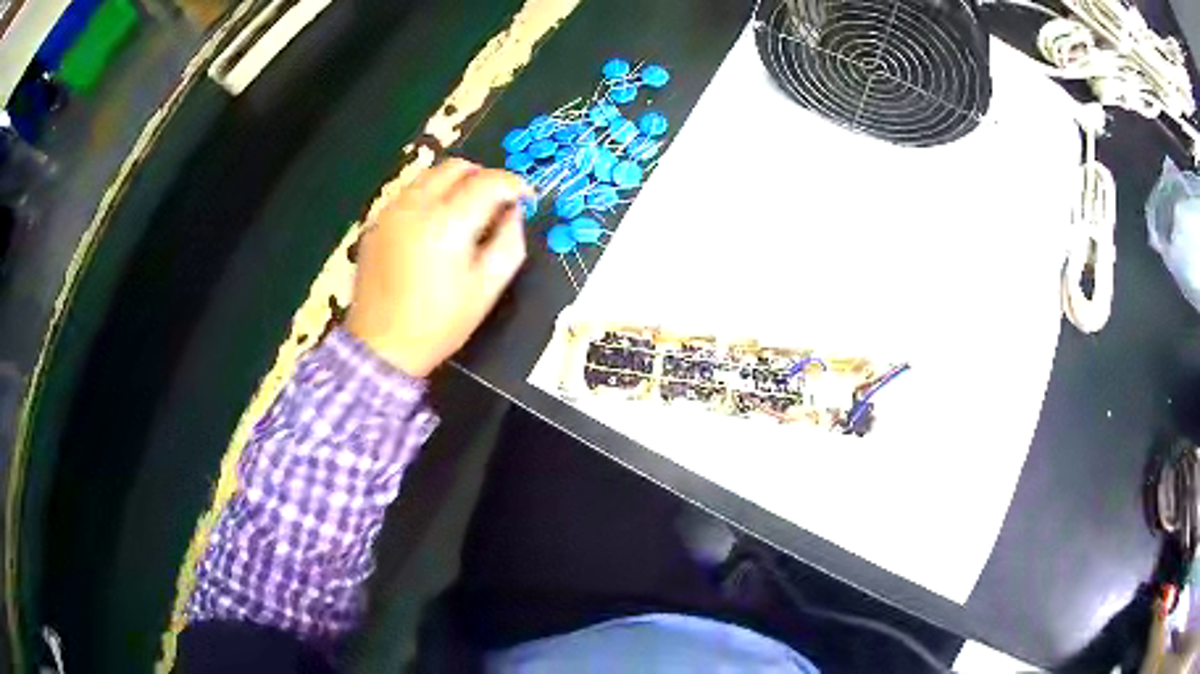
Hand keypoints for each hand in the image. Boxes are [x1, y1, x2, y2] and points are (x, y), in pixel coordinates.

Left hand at [347, 158, 529, 376]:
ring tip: (465, 212)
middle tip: (495, 203)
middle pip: (456, 166)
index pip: (489, 181)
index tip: (525, 197)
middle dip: (483, 177)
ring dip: (455, 183)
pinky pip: (409, 193)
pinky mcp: (376, 223)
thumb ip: (509, 242)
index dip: (514, 184)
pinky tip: (434, 226)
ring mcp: (391, 212)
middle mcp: (416, 206)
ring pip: (430, 175)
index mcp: (447, 223)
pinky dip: (430, 196)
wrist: (382, 346)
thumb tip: (513, 212)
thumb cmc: (440, 323)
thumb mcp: (487, 289)